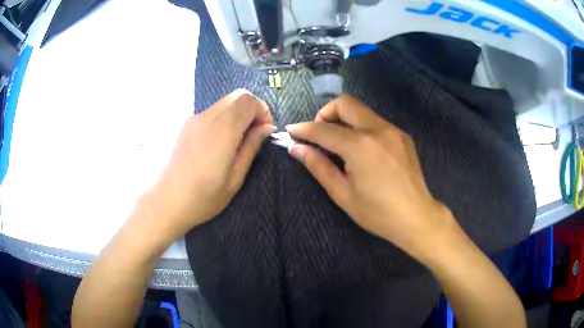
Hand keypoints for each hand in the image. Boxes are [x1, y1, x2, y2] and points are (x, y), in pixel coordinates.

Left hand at [142, 89, 274, 242]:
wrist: (168, 201)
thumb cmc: (204, 197)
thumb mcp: (235, 178)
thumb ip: (251, 147)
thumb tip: (267, 128)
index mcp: (221, 132)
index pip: (248, 101)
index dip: (263, 111)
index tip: (264, 131)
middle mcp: (206, 118)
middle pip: (238, 95)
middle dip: (252, 109)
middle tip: (254, 133)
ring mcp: (194, 119)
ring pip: (225, 102)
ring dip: (238, 113)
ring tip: (238, 140)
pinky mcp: (187, 124)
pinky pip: (213, 111)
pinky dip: (226, 118)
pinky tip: (222, 141)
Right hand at [286, 95, 455, 259]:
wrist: (416, 217)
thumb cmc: (377, 213)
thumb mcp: (343, 194)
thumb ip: (318, 166)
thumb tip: (296, 148)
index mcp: (360, 146)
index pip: (324, 129)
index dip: (304, 129)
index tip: (291, 131)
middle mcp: (377, 129)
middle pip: (345, 103)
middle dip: (326, 113)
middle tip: (319, 134)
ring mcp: (393, 130)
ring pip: (361, 110)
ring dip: (344, 119)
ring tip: (339, 143)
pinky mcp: (402, 135)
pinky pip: (375, 121)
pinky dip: (361, 127)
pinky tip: (362, 149)